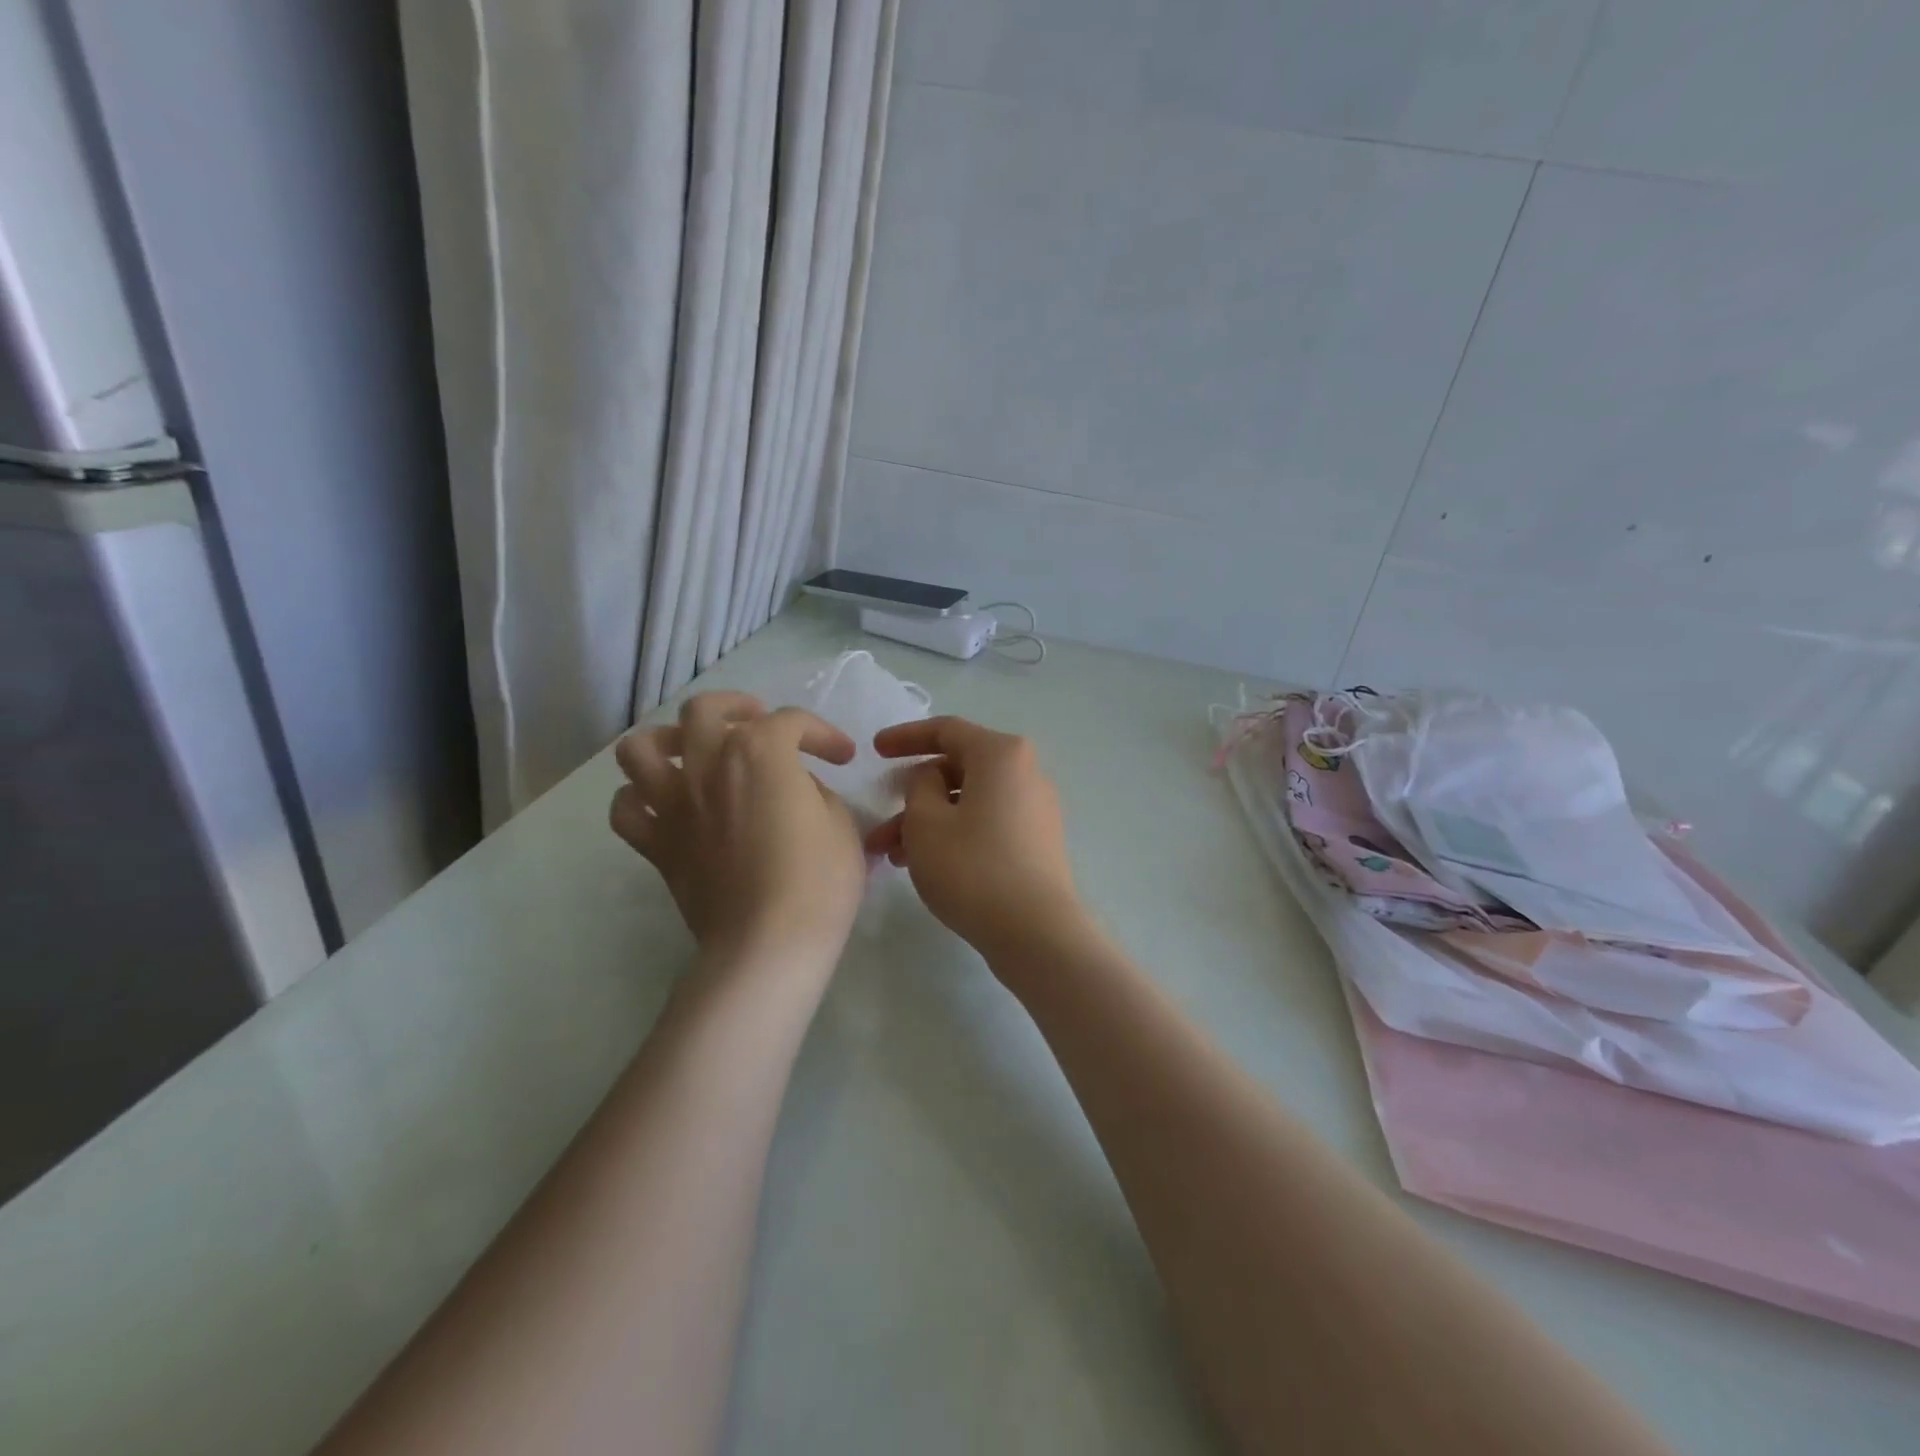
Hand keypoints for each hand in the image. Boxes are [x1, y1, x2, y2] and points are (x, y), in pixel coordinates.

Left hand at [610, 691, 865, 966]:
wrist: (768, 944)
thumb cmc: (818, 880)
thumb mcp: (840, 823)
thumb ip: (814, 791)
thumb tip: (795, 790)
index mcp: (759, 751)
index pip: (791, 722)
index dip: (822, 733)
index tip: (842, 757)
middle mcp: (706, 764)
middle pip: (704, 710)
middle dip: (736, 708)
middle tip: (758, 725)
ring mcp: (673, 804)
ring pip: (641, 748)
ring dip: (666, 740)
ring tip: (692, 752)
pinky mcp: (656, 845)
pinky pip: (626, 809)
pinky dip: (640, 798)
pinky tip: (665, 804)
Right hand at [865, 716, 1084, 961]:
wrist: (1036, 932)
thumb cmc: (973, 868)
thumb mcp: (926, 822)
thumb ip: (918, 786)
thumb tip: (932, 778)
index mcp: (1001, 754)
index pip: (946, 730)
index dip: (905, 737)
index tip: (874, 751)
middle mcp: (1025, 773)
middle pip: (957, 769)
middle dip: (911, 794)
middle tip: (878, 821)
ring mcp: (1034, 809)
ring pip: (968, 802)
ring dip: (926, 822)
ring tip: (890, 856)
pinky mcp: (1036, 842)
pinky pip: (986, 823)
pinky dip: (953, 834)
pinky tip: (923, 865)